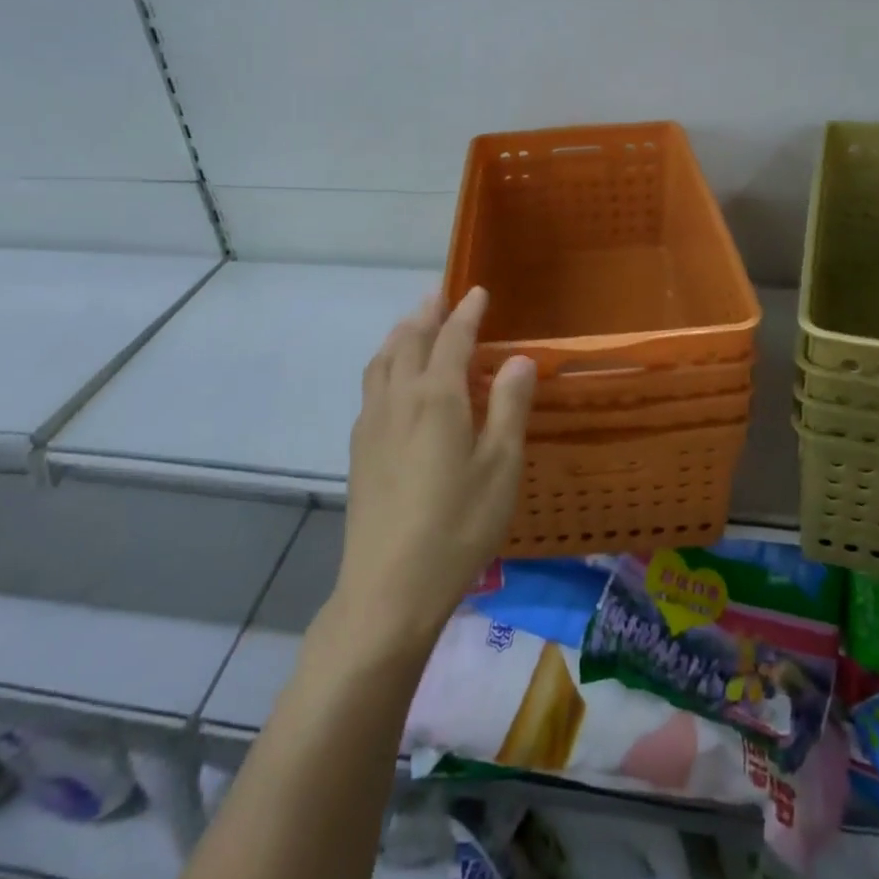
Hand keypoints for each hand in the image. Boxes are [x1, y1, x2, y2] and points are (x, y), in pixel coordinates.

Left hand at [330, 288, 537, 658]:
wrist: (390, 587)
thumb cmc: (459, 526)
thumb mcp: (501, 467)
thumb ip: (510, 407)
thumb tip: (519, 359)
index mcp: (437, 397)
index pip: (453, 338)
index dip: (467, 312)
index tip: (477, 292)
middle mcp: (399, 399)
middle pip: (409, 341)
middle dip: (427, 314)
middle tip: (440, 296)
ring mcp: (372, 423)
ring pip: (382, 361)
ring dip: (399, 335)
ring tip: (412, 325)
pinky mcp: (358, 449)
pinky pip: (371, 386)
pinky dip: (384, 364)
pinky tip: (391, 380)